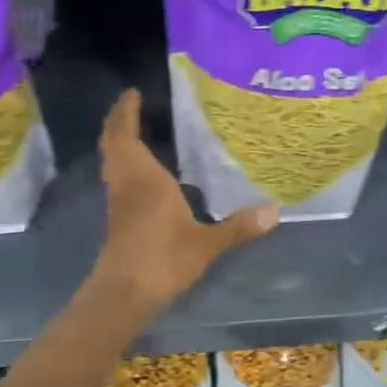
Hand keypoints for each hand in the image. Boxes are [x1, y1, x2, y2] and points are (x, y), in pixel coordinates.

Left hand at [92, 89, 276, 309]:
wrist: (124, 294)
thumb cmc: (163, 259)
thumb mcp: (206, 243)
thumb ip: (238, 226)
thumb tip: (275, 211)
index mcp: (144, 178)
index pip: (126, 134)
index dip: (126, 111)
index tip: (132, 92)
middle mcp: (126, 182)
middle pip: (113, 143)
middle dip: (119, 121)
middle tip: (132, 105)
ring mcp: (118, 201)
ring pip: (111, 161)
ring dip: (118, 142)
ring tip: (136, 129)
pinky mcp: (117, 218)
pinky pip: (117, 177)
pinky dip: (124, 163)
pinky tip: (142, 171)